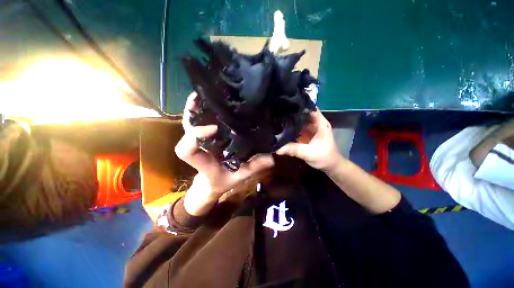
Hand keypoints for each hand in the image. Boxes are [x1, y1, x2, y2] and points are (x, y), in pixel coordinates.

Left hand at [175, 93, 273, 214]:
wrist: (211, 182)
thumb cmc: (223, 180)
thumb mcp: (240, 176)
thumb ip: (254, 167)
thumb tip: (271, 157)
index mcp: (203, 161)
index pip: (187, 149)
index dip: (196, 135)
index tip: (214, 128)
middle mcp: (197, 147)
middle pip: (187, 127)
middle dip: (195, 110)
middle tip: (210, 96)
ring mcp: (198, 140)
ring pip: (190, 120)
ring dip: (197, 105)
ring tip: (211, 92)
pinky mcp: (202, 136)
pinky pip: (197, 120)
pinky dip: (201, 108)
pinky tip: (213, 100)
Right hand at [276, 109, 342, 172]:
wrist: (330, 166)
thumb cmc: (324, 157)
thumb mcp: (308, 153)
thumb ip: (294, 150)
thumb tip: (278, 149)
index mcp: (320, 124)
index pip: (311, 108)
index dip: (301, 104)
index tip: (288, 102)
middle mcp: (316, 124)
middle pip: (304, 114)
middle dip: (293, 112)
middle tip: (279, 110)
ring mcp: (311, 129)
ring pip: (301, 121)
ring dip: (292, 120)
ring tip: (279, 117)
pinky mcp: (308, 134)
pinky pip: (299, 128)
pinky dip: (292, 128)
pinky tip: (283, 128)